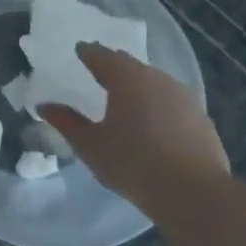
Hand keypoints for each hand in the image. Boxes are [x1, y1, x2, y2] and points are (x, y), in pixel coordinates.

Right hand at [44, 45, 229, 202]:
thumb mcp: (91, 146)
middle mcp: (155, 78)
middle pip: (129, 64)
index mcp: (125, 78)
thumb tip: (44, 106)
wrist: (195, 194)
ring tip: (126, 98)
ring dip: (138, 85)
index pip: (100, 55)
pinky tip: (154, 122)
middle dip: (113, 66)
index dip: (87, 52)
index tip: (79, 51)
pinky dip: (158, 104)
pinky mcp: (201, 117)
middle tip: (99, 72)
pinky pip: (172, 101)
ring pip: (153, 81)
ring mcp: (183, 96)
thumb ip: (67, 122)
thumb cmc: (133, 164)